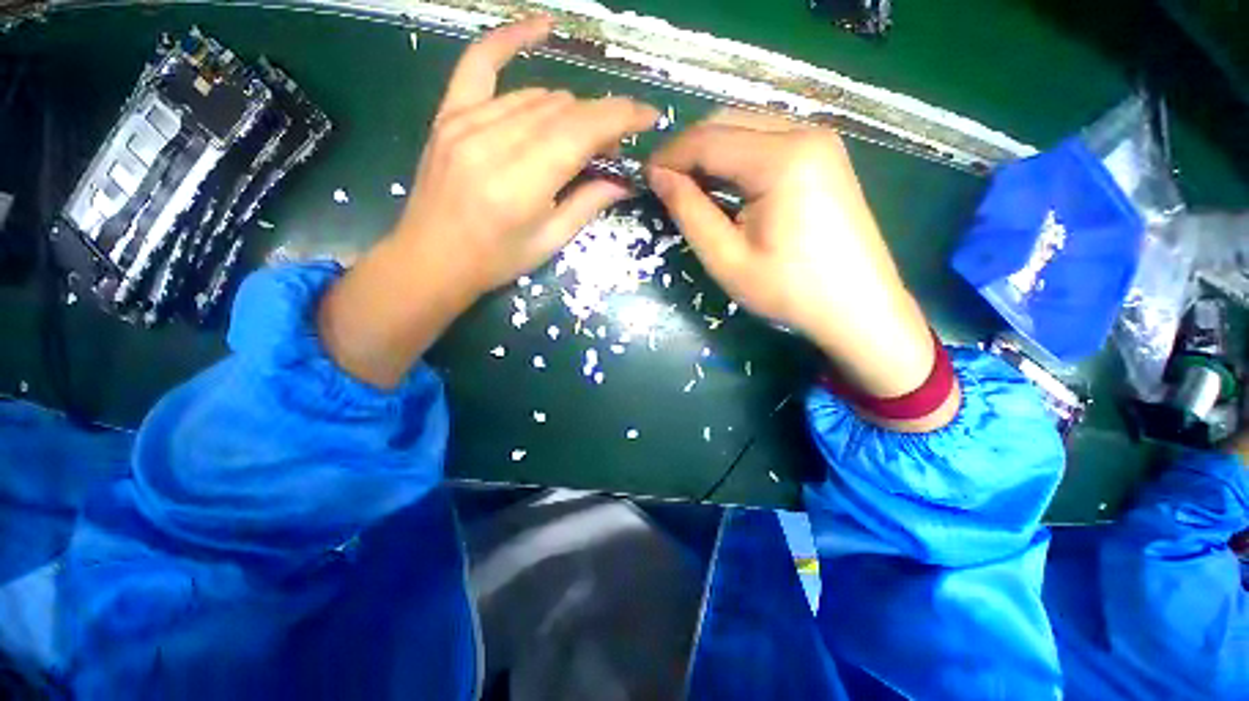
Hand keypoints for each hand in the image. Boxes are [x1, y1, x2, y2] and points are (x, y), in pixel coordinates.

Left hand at [395, 17, 658, 293]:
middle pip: (563, 110)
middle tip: (610, 150)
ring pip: (537, 96)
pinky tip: (541, 26)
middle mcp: (494, 142)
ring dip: (570, 111)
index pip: (581, 131)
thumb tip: (625, 180)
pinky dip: (512, 41)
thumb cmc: (496, 260)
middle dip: (598, 122)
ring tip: (579, 136)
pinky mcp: (449, 114)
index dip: (621, 117)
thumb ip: (588, 204)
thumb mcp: (549, 241)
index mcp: (523, 183)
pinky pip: (480, 62)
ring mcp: (467, 121)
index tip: (649, 116)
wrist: (432, 259)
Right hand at [648, 110, 956, 428]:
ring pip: (748, 127)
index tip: (645, 177)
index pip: (709, 140)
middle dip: (690, 149)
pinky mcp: (825, 156)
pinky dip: (738, 156)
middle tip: (665, 183)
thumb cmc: (790, 290)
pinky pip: (768, 140)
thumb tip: (659, 176)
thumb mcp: (727, 259)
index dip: (670, 156)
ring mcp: (821, 141)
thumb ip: (690, 212)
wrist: (859, 307)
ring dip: (713, 151)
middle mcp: (805, 133)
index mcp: (782, 158)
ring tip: (690, 186)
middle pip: (729, 122)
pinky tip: (726, 184)